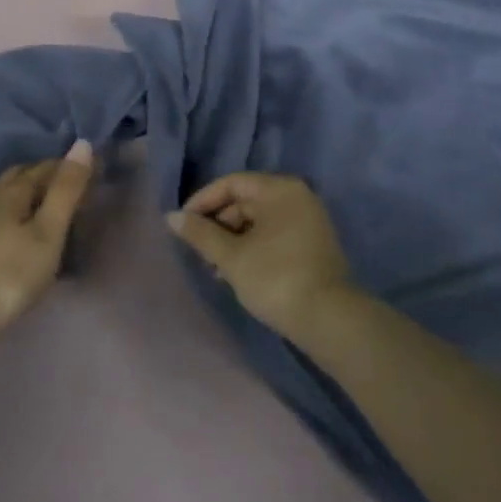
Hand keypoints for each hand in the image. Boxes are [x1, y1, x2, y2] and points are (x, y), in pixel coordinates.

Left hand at [0, 141, 95, 366]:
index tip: (96, 174)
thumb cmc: (8, 273)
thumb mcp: (47, 232)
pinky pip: (1, 214)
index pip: (47, 166)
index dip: (71, 167)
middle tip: (76, 190)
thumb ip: (66, 190)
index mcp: (13, 190)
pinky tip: (25, 231)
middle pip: (24, 176)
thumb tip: (83, 143)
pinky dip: (19, 214)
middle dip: (50, 177)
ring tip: (54, 209)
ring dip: (33, 195)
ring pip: (9, 195)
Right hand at [166, 173, 353, 340]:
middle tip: (198, 252)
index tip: (182, 225)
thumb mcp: (232, 257)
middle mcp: (297, 196)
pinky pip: (273, 234)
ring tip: (214, 268)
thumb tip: (172, 216)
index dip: (203, 201)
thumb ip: (200, 234)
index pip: (232, 183)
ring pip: (259, 220)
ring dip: (233, 240)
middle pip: (246, 200)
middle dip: (217, 224)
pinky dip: (252, 247)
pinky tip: (237, 273)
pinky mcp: (312, 243)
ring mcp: (308, 219)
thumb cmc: (276, 278)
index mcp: (279, 189)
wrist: (328, 318)